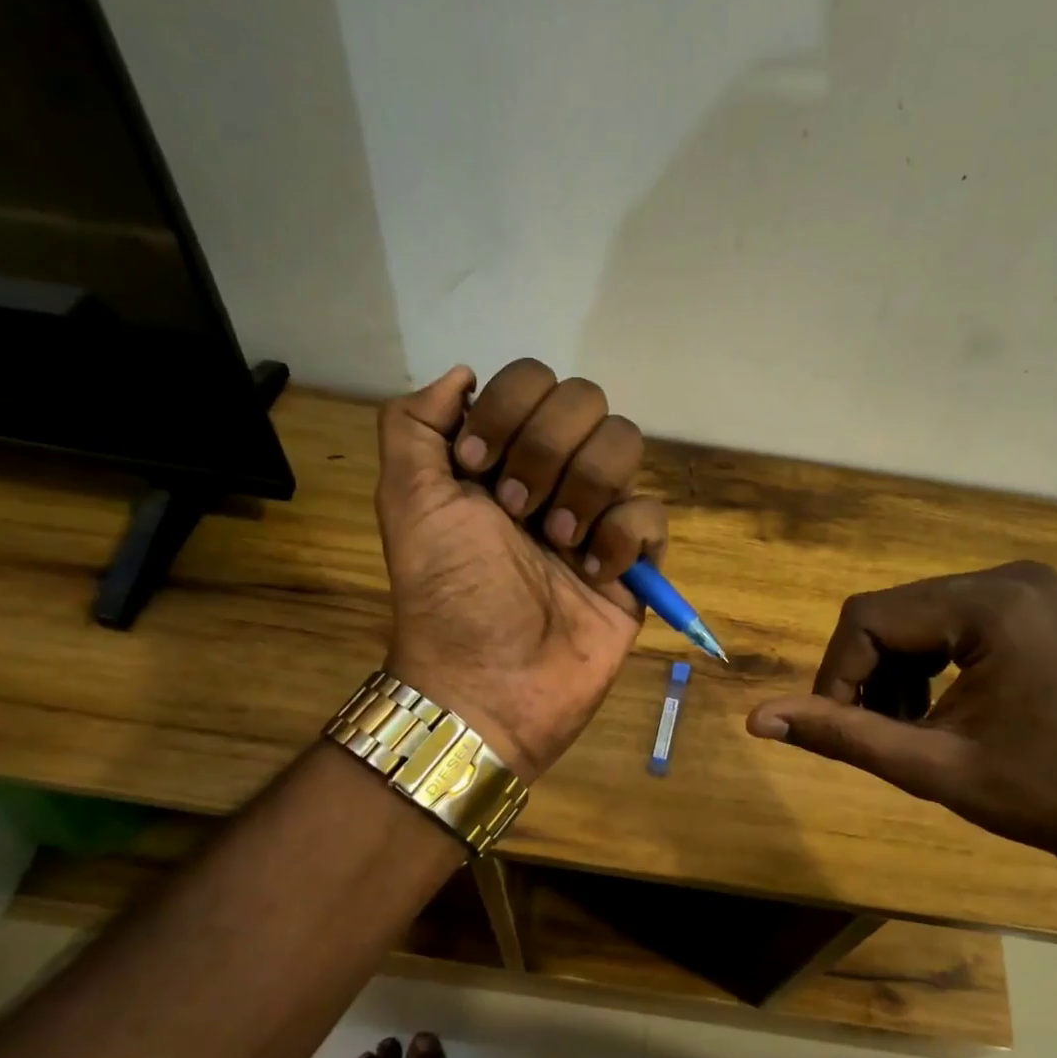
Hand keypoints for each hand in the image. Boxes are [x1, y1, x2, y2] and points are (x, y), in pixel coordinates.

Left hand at [375, 360, 665, 781]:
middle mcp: (552, 475)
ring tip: (557, 544)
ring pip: (625, 444)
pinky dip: (621, 538)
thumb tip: (463, 374)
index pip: (532, 380)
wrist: (489, 683)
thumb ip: (414, 423)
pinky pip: (650, 514)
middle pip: (586, 400)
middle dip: (547, 450)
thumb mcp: (406, 500)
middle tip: (517, 513)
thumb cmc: (447, 593)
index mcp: (501, 455)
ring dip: (585, 489)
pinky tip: (593, 576)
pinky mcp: (633, 560)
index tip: (477, 467)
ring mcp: (596, 515)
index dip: (510, 409)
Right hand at [745, 563, 1056, 860]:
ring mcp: (1018, 586)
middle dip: (864, 675)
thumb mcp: (927, 767)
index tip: (839, 729)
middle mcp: (1007, 577)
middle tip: (871, 732)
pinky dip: (916, 663)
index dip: (837, 675)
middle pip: (887, 613)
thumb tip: (756, 718)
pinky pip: (937, 619)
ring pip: (907, 616)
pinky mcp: (1019, 602)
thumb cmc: (1033, 795)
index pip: (870, 619)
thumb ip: (840, 735)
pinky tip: (927, 707)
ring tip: (902, 726)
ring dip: (887, 671)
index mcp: (993, 606)